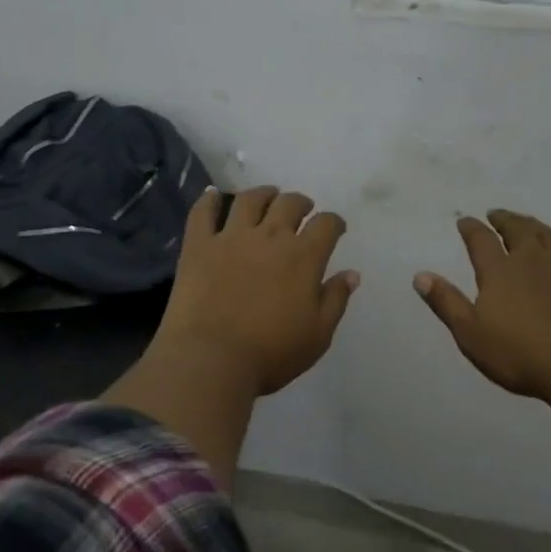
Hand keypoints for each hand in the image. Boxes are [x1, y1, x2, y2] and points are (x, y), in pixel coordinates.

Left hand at [156, 186, 358, 397]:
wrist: (212, 358)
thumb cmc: (272, 352)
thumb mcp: (318, 334)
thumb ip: (336, 299)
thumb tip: (352, 274)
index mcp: (304, 256)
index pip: (326, 224)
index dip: (334, 223)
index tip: (335, 228)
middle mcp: (270, 236)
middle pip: (289, 204)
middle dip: (301, 203)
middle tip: (302, 210)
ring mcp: (231, 237)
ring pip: (250, 199)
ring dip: (263, 193)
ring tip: (268, 196)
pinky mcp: (198, 245)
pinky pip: (203, 212)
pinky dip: (209, 199)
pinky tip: (213, 195)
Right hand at [415, 211, 550, 507]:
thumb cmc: (520, 354)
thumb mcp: (470, 333)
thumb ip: (446, 302)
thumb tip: (420, 275)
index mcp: (500, 271)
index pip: (480, 240)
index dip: (471, 228)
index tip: (464, 220)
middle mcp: (533, 260)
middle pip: (518, 230)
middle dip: (505, 219)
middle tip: (497, 215)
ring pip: (550, 237)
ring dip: (536, 227)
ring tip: (529, 225)